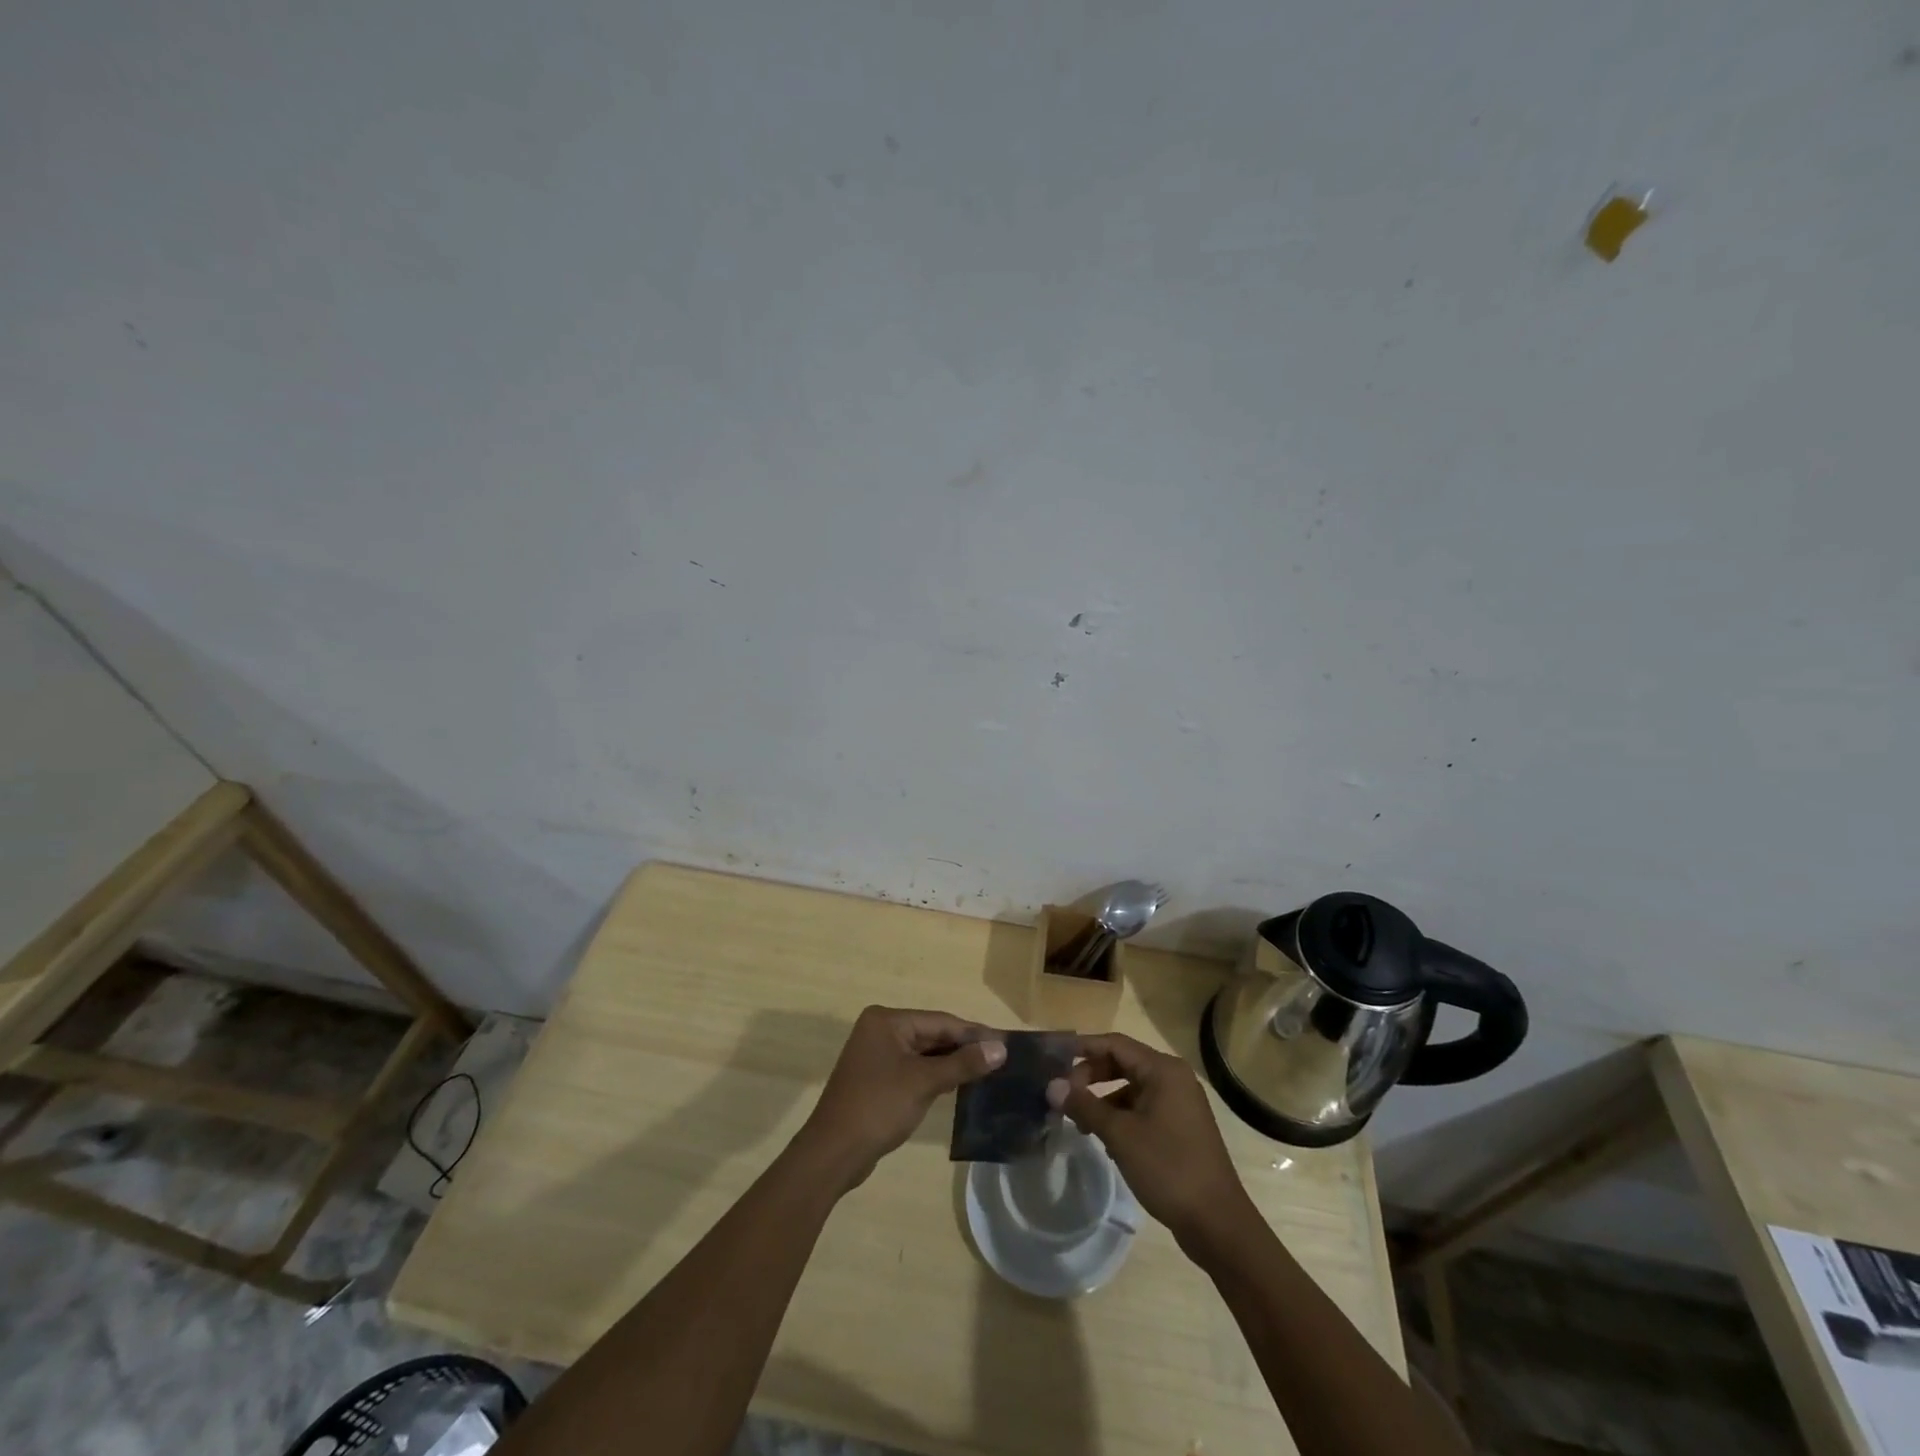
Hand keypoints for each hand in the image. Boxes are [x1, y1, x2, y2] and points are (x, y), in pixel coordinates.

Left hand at [794, 1006, 1004, 1193]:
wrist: (833, 1153)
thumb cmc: (879, 1107)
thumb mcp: (924, 1082)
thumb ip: (963, 1064)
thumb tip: (1000, 1049)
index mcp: (887, 1020)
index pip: (940, 1021)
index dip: (973, 1032)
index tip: (1005, 1042)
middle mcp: (880, 1030)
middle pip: (932, 1034)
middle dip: (963, 1047)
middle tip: (1000, 1058)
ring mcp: (876, 1055)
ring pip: (924, 1053)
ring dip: (951, 1062)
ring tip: (987, 1070)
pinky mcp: (877, 1078)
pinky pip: (913, 1068)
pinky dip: (935, 1075)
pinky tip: (958, 1084)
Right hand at [1048, 1032, 1252, 1248]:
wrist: (1217, 1223)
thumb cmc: (1168, 1168)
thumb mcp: (1120, 1135)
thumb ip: (1084, 1105)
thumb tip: (1052, 1086)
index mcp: (1163, 1070)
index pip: (1115, 1044)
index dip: (1083, 1048)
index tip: (1054, 1058)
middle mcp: (1174, 1078)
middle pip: (1123, 1063)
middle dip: (1091, 1076)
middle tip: (1065, 1095)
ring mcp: (1180, 1103)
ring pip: (1132, 1088)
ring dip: (1104, 1099)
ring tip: (1081, 1123)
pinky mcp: (1181, 1127)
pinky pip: (1143, 1108)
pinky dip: (1122, 1116)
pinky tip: (1107, 1141)